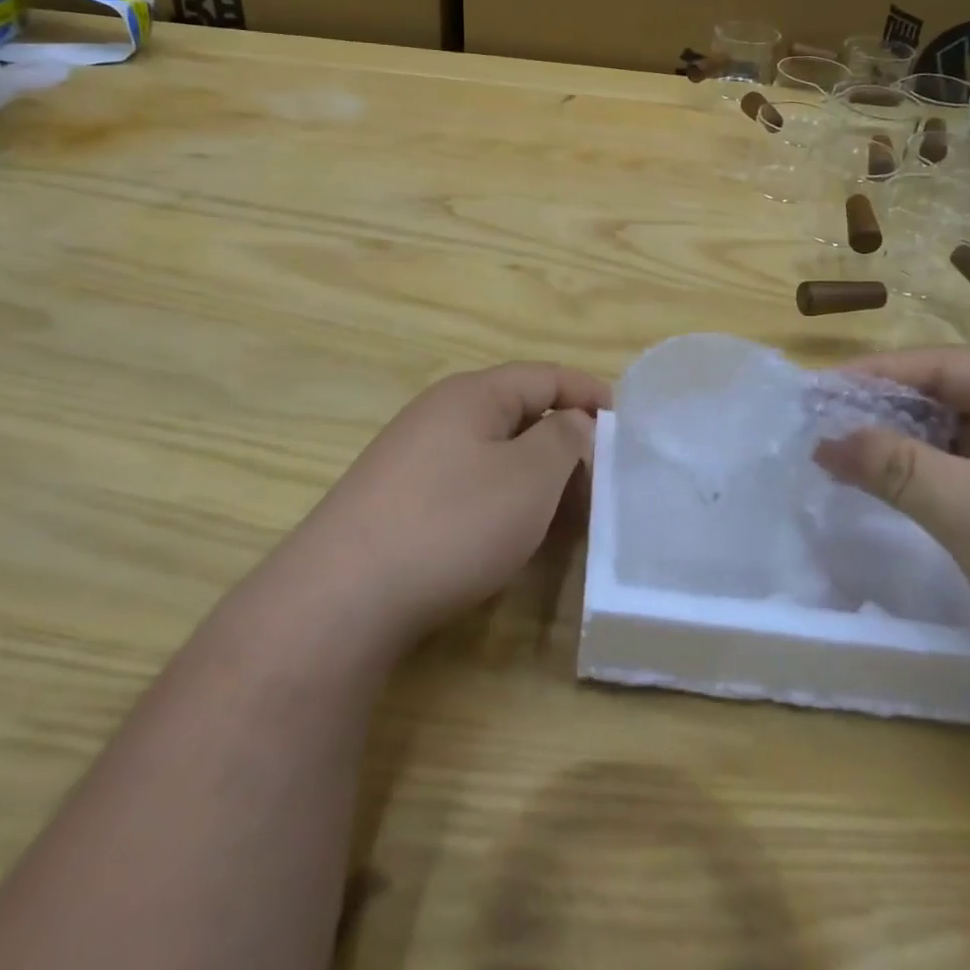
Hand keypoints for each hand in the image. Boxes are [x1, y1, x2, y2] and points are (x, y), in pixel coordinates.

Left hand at [287, 362, 609, 651]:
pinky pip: (468, 483)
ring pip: (494, 453)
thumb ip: (563, 439)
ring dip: (536, 477)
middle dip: (566, 443)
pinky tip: (513, 536)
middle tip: (601, 484)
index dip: (588, 392)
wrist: (344, 594)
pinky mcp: (398, 498)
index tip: (625, 421)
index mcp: (473, 394)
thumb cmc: (452, 522)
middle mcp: (440, 413)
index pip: (544, 376)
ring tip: (567, 517)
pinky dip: (503, 499)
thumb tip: (572, 421)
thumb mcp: (529, 476)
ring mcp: (413, 456)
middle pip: (519, 413)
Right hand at [815, 349, 969, 729]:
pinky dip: (941, 480)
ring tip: (846, 461)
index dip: (873, 377)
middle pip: (956, 398)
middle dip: (888, 416)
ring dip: (911, 451)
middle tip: (821, 431)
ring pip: (968, 438)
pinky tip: (901, 492)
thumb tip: (823, 439)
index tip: (811, 394)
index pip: (944, 366)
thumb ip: (896, 468)